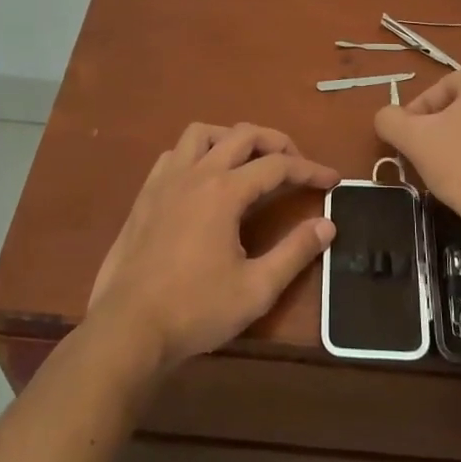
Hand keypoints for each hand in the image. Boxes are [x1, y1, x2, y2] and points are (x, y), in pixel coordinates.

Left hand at [87, 122, 337, 372]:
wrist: (127, 329)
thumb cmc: (195, 310)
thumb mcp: (256, 289)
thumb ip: (295, 252)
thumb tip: (327, 224)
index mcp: (225, 191)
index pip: (278, 165)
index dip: (310, 170)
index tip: (333, 180)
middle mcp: (197, 173)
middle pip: (243, 134)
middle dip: (277, 142)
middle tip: (296, 165)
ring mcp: (166, 180)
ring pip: (203, 133)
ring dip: (232, 138)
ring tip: (249, 162)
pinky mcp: (146, 194)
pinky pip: (175, 154)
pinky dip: (197, 153)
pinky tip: (204, 179)